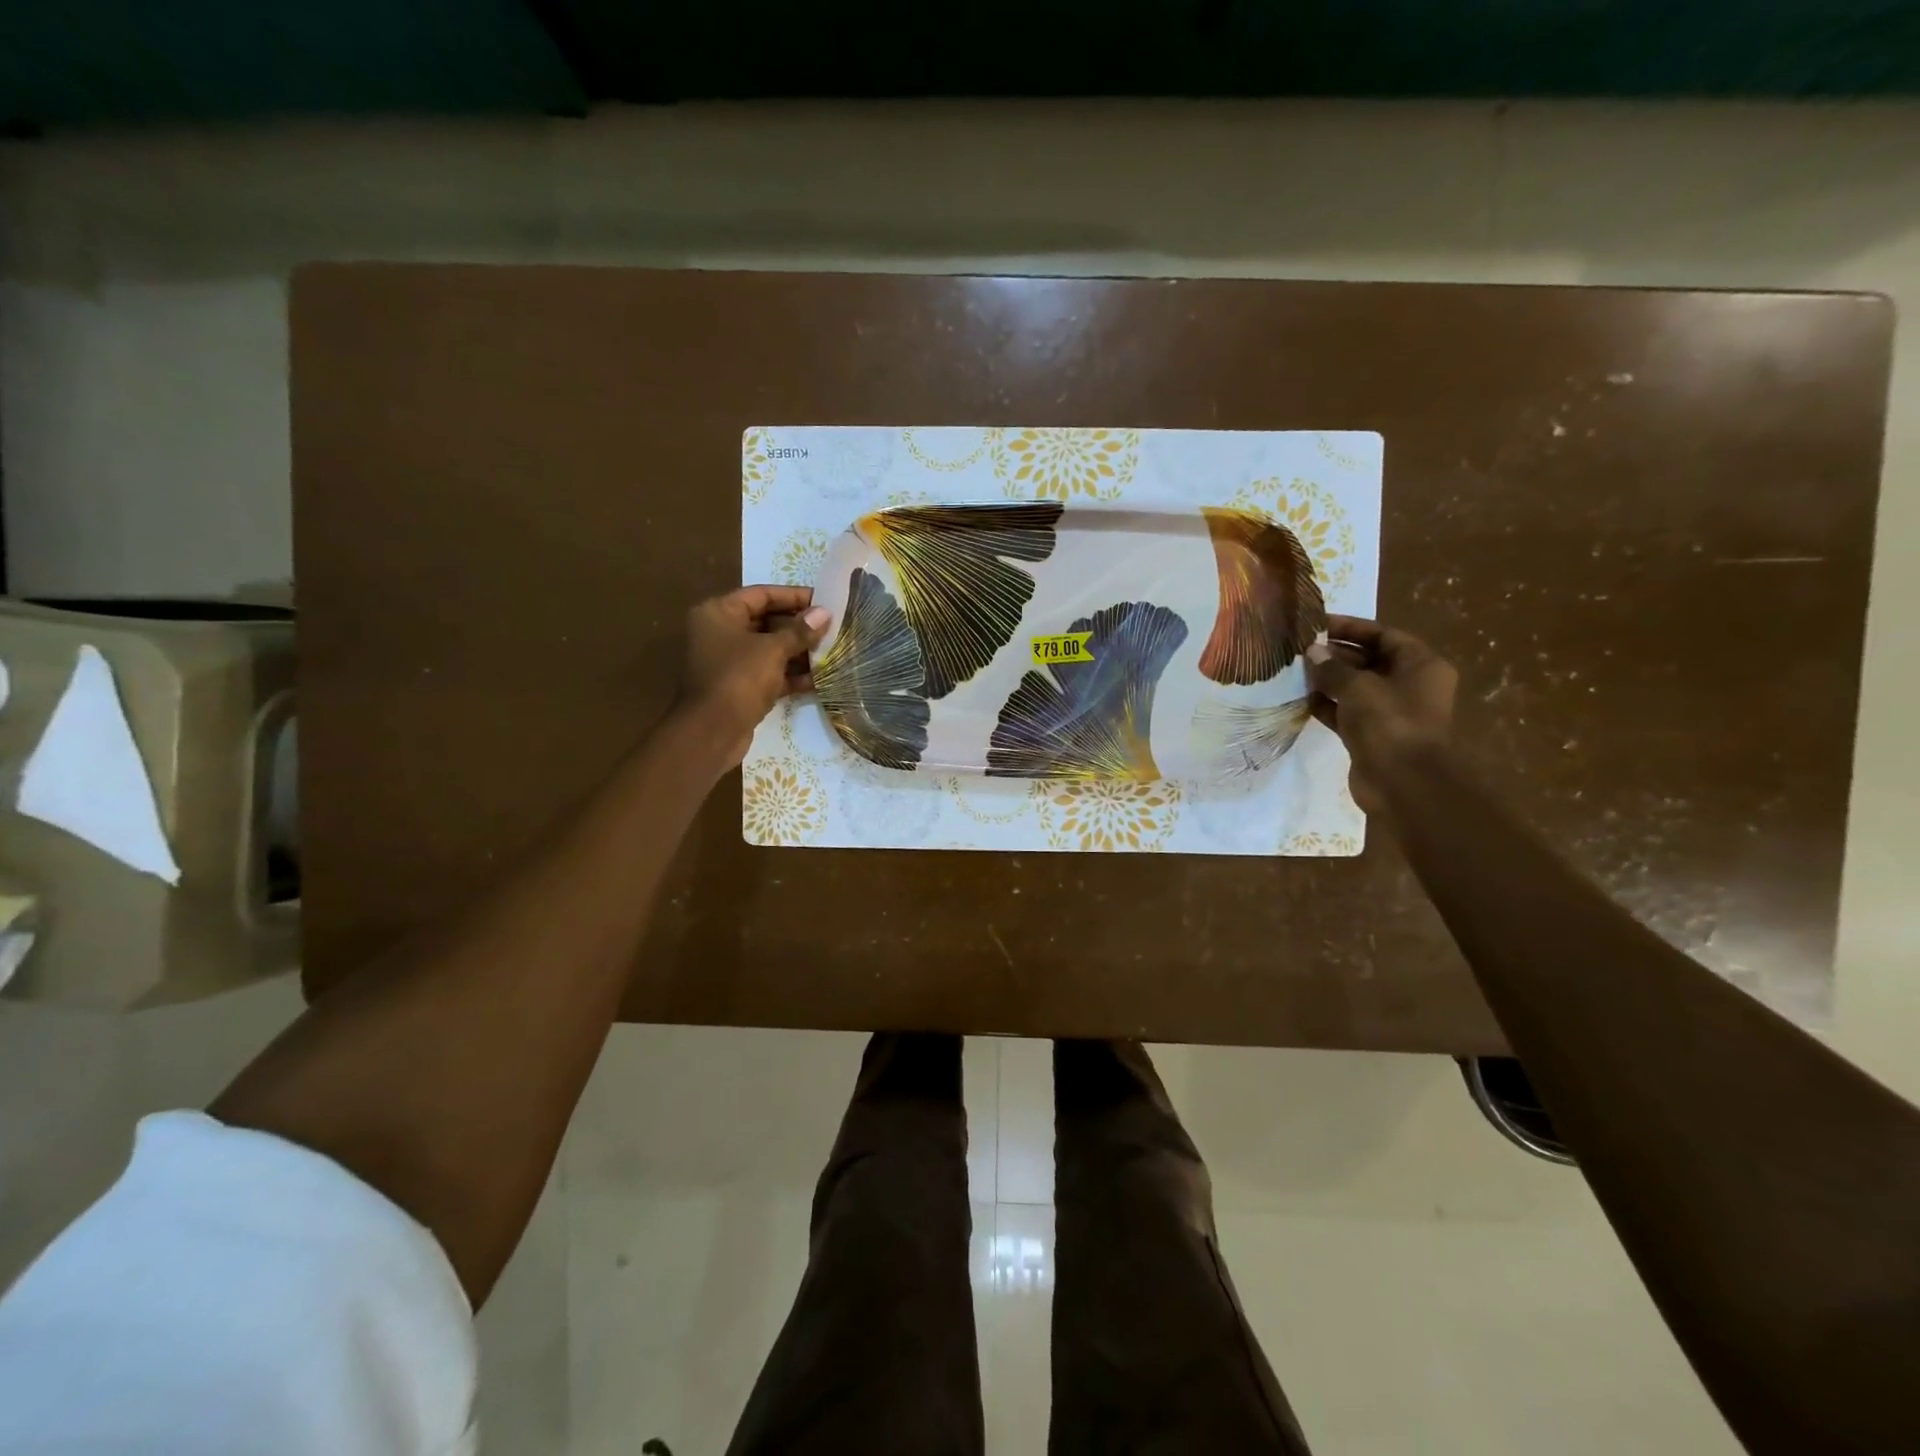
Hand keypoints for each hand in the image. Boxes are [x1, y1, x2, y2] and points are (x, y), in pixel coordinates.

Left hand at [679, 586, 831, 767]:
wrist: (712, 731)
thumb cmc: (739, 678)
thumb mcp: (773, 650)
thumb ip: (800, 631)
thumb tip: (824, 613)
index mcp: (719, 613)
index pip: (761, 594)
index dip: (794, 596)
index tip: (823, 601)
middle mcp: (720, 633)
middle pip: (766, 621)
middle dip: (799, 626)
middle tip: (831, 627)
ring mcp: (728, 661)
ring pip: (769, 649)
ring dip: (798, 651)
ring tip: (831, 651)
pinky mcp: (738, 687)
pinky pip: (768, 673)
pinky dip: (790, 674)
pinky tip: (819, 678)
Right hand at [1307, 616, 1456, 814]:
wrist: (1404, 783)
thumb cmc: (1390, 722)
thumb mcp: (1358, 687)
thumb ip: (1332, 668)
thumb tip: (1311, 652)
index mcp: (1420, 665)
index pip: (1383, 635)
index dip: (1350, 628)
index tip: (1316, 624)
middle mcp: (1409, 685)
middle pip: (1368, 660)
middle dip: (1335, 654)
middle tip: (1299, 648)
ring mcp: (1390, 712)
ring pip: (1355, 688)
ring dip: (1327, 680)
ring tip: (1294, 671)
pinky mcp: (1371, 735)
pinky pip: (1346, 712)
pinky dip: (1326, 705)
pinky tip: (1300, 698)